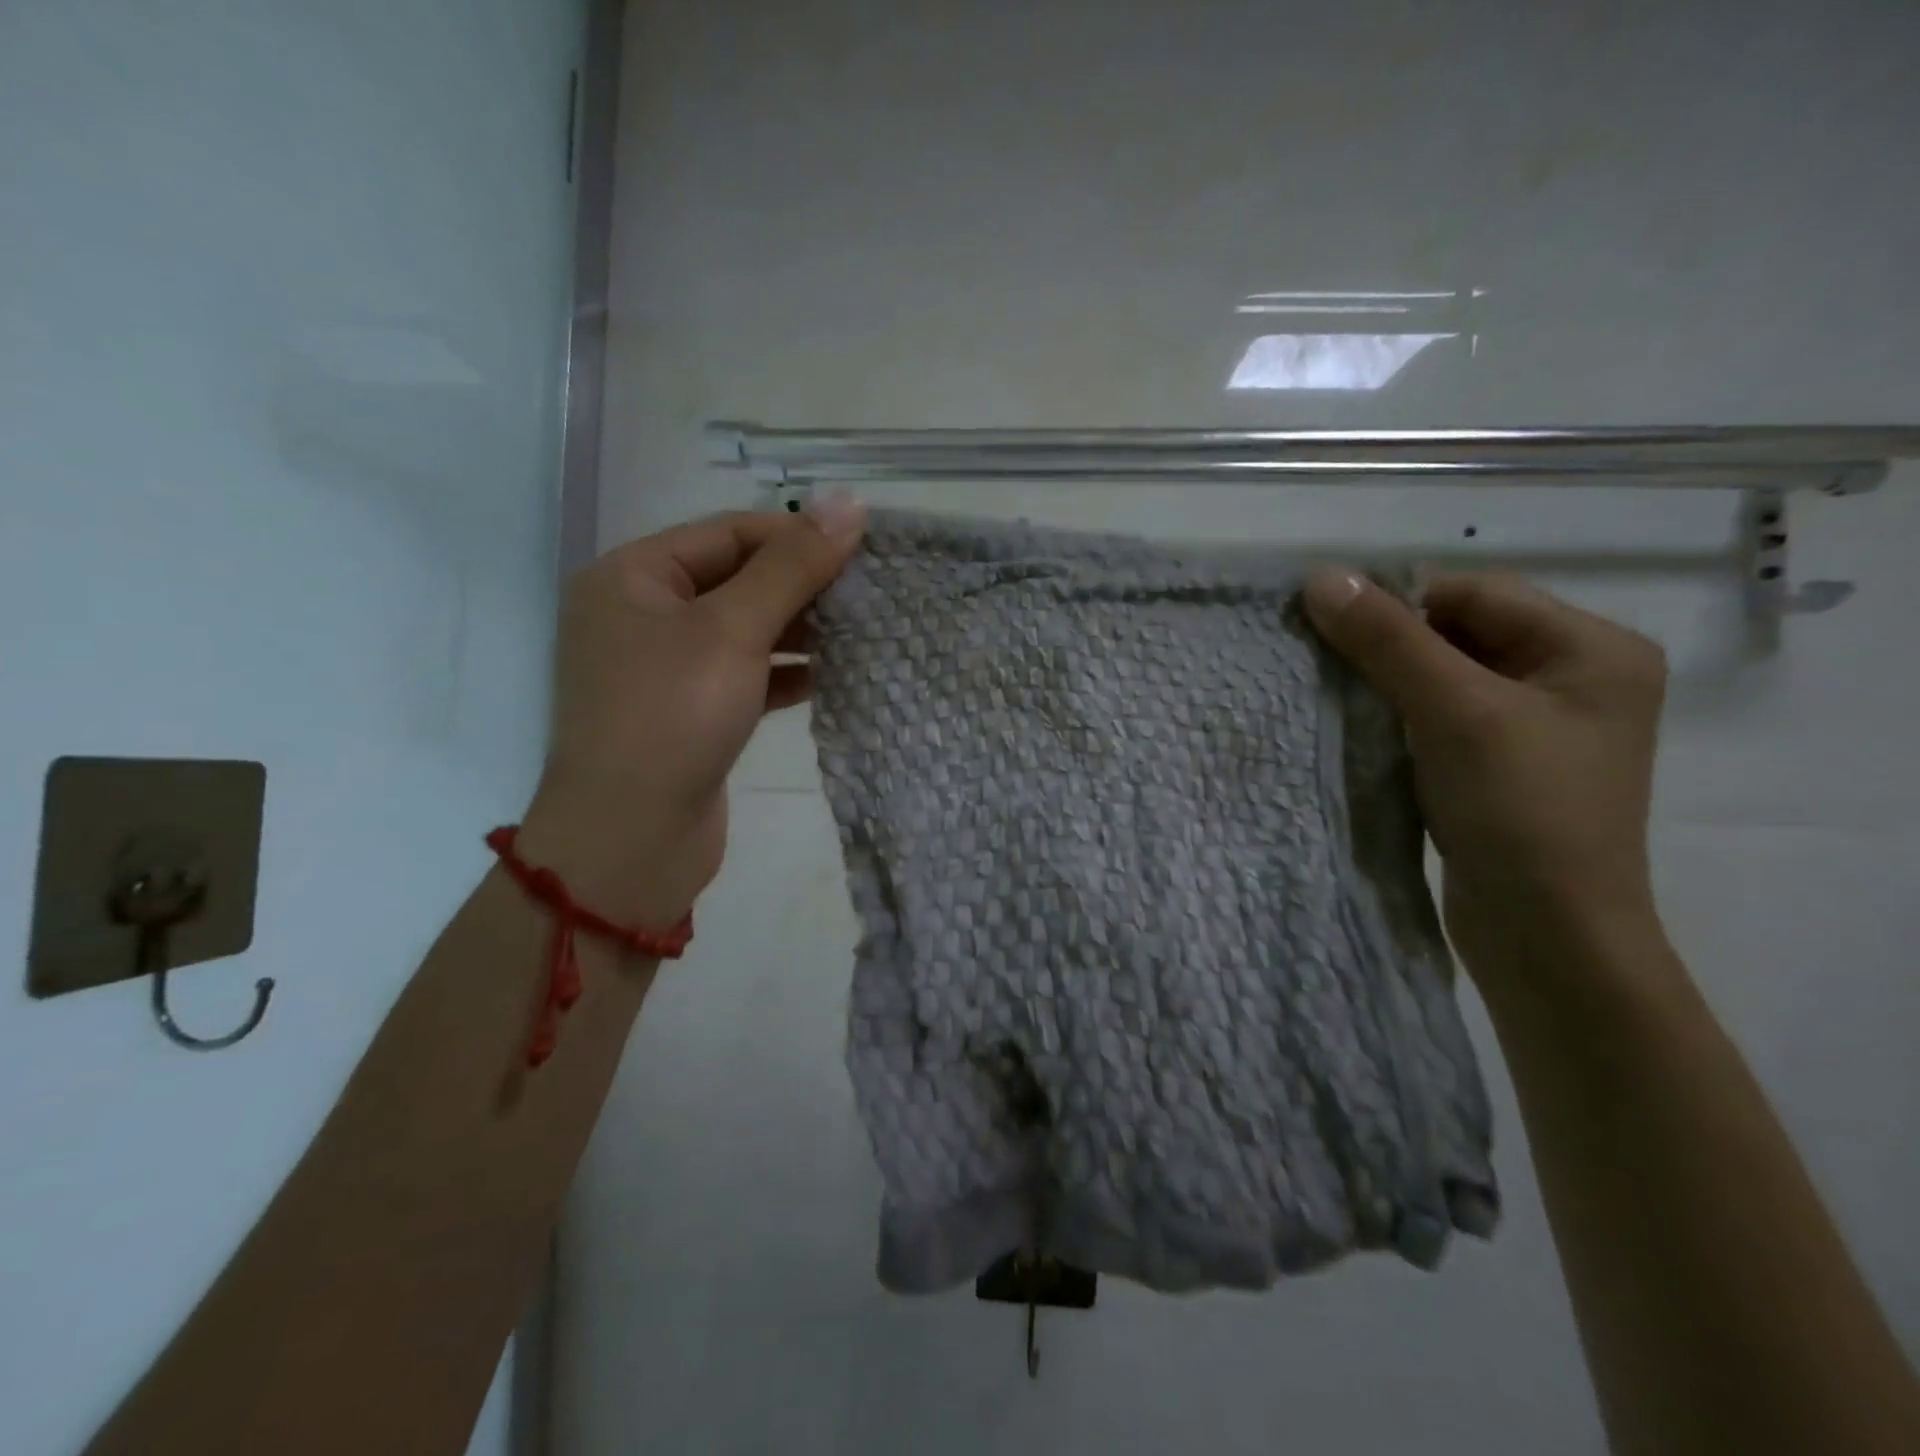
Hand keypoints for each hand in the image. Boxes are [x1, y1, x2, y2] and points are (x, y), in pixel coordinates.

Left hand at [518, 500, 866, 925]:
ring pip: (744, 630)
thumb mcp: (733, 631)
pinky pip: (745, 675)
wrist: (630, 840)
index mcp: (633, 577)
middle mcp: (643, 615)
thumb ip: (792, 567)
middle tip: (869, 590)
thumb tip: (849, 503)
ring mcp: (666, 668)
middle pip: (736, 579)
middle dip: (801, 584)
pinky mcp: (691, 713)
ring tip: (860, 628)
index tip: (862, 546)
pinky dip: (784, 673)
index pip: (728, 533)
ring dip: (799, 630)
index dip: (796, 535)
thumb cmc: (672, 717)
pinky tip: (830, 675)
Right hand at [1303, 569, 1667, 997]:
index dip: (1399, 603)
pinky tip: (1361, 731)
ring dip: (1387, 683)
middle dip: (1390, 645)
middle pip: (1460, 633)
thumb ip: (1388, 641)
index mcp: (1592, 649)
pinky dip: (1398, 718)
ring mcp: (1537, 727)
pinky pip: (1441, 718)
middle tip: (1324, 662)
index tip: (1328, 625)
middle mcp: (1573, 678)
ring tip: (1335, 696)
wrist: (1547, 936)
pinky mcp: (1502, 766)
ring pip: (1443, 677)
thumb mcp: (1454, 712)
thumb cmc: (1520, 811)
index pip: (1475, 594)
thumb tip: (1322, 578)